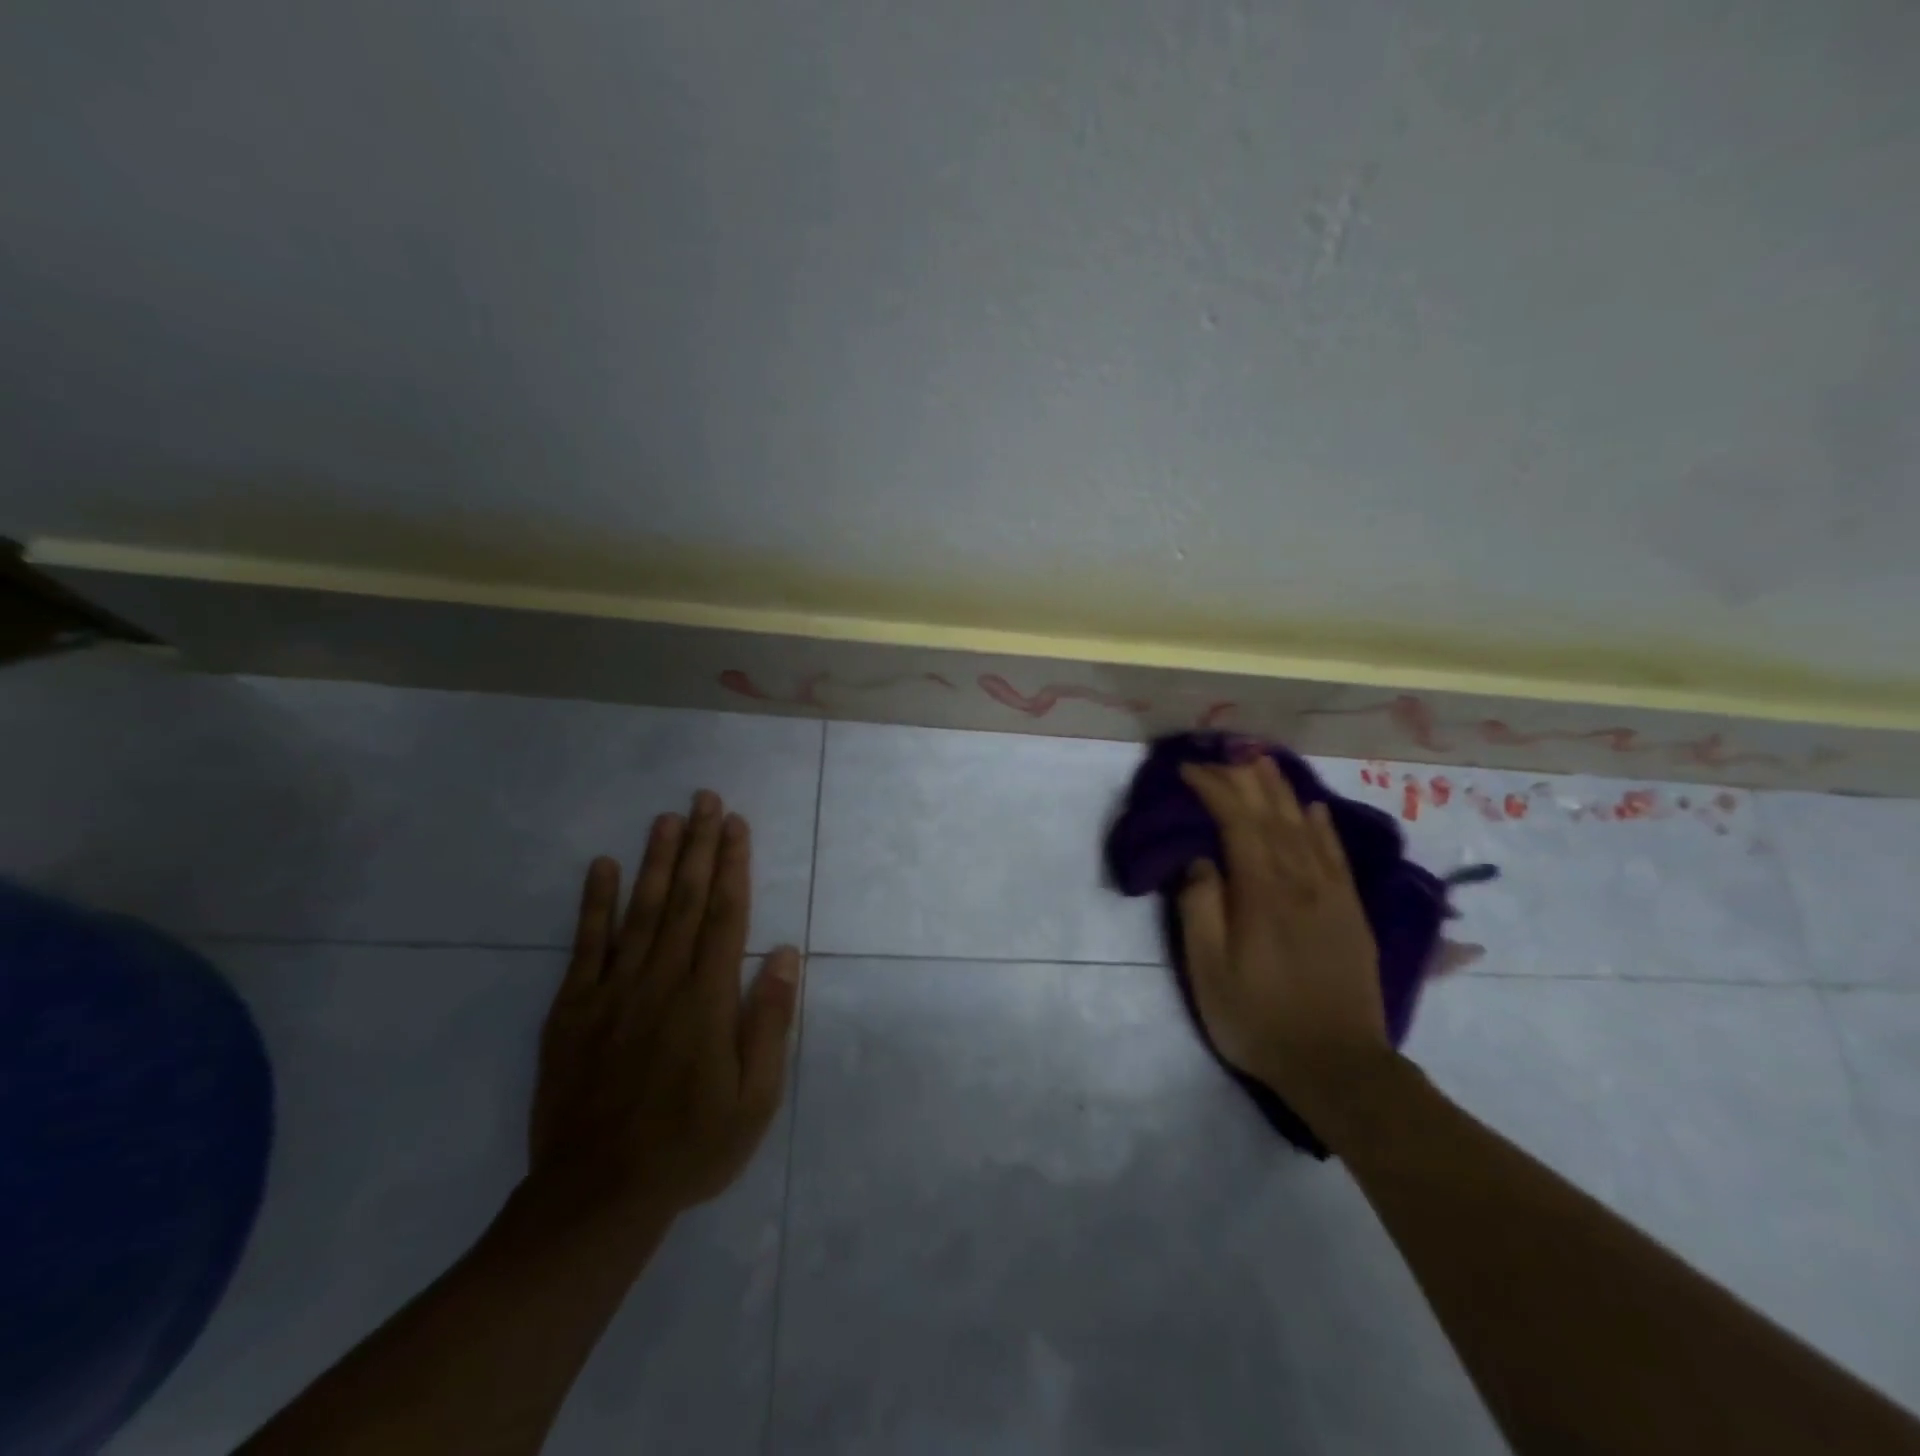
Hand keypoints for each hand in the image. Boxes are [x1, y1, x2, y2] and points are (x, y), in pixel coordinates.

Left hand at [529, 791, 801, 1228]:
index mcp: (707, 999)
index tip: (737, 825)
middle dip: (699, 846)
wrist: (596, 1197)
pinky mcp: (572, 1010)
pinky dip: (593, 903)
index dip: (733, 865)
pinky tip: (601, 867)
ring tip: (667, 818)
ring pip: (640, 911)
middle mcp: (661, 981)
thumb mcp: (755, 1098)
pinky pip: (585, 946)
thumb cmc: (690, 1146)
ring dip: (657, 861)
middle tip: (706, 800)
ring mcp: (612, 992)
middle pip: (686, 900)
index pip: (724, 915)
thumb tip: (783, 953)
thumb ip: (769, 1021)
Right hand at [1177, 758, 1391, 1121]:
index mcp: (1261, 892)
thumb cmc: (1259, 1019)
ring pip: (1305, 827)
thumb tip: (1201, 861)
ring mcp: (1331, 894)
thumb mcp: (1209, 972)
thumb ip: (1201, 909)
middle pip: (1272, 815)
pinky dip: (1322, 826)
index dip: (1213, 788)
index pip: (1237, 822)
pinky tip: (1314, 809)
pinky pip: (1336, 855)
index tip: (1188, 771)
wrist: (1338, 1066)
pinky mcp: (1351, 912)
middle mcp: (1299, 881)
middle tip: (1222, 754)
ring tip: (1262, 762)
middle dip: (1244, 779)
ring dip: (1282, 791)